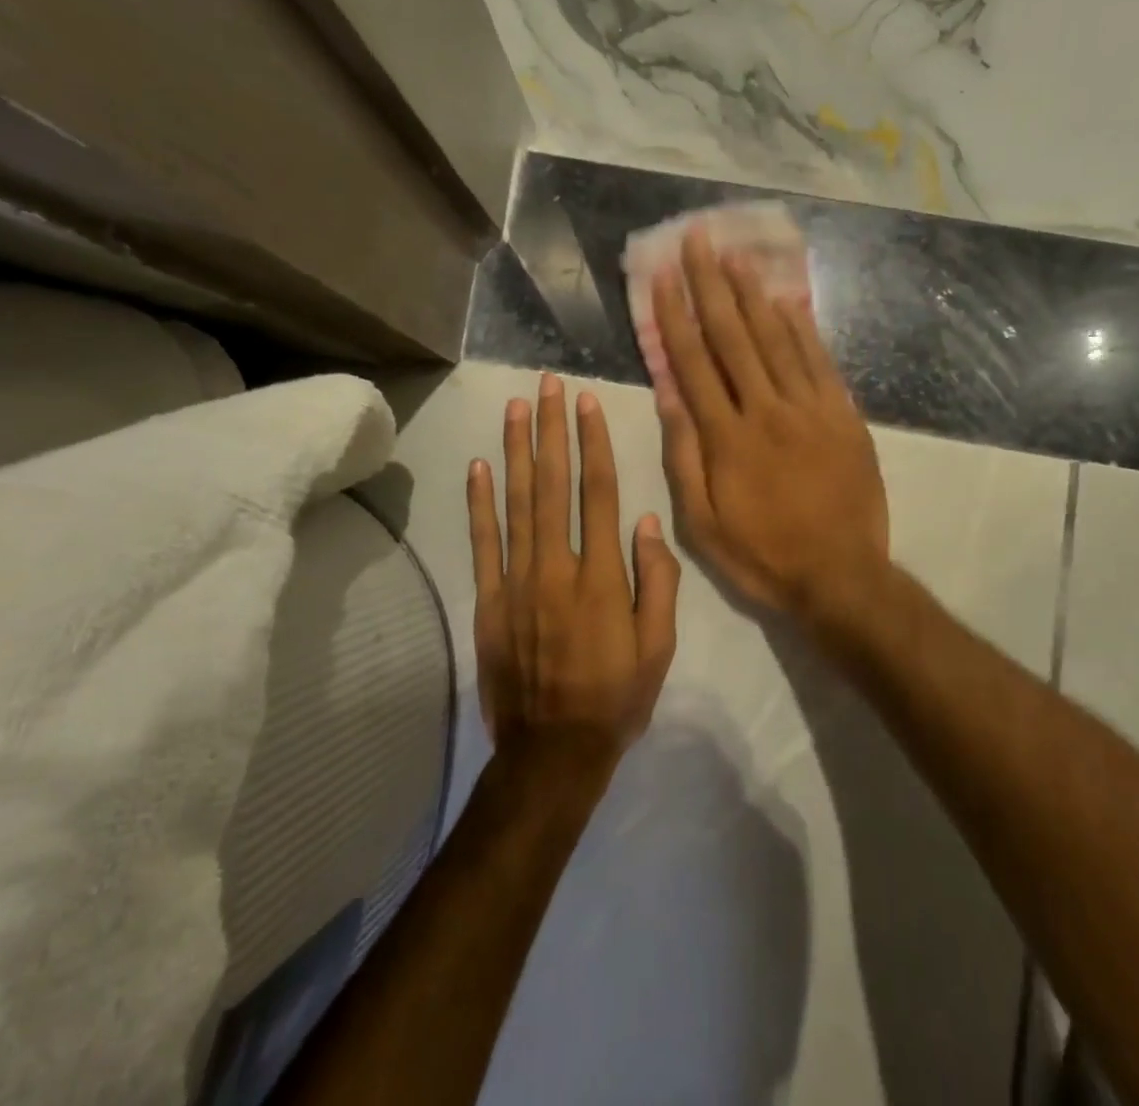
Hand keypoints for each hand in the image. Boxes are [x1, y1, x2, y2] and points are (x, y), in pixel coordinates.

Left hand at [467, 374, 680, 784]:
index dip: (593, 444)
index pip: (599, 493)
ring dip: (516, 451)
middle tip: (548, 386)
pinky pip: (482, 543)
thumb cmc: (616, 697)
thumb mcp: (659, 647)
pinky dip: (479, 503)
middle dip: (552, 430)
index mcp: (602, 576)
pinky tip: (480, 466)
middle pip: (553, 485)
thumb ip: (657, 582)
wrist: (552, 752)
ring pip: (516, 503)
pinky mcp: (487, 601)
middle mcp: (556, 567)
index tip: (588, 405)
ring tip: (515, 408)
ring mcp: (516, 582)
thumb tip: (649, 522)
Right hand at [652, 227, 890, 628]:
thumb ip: (684, 456)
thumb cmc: (763, 555)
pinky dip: (802, 328)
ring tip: (736, 255)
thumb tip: (668, 394)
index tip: (663, 277)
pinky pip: (820, 361)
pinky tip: (787, 300)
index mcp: (727, 438)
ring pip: (777, 339)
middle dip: (711, 286)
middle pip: (734, 337)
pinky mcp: (843, 415)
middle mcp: (767, 410)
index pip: (694, 363)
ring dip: (754, 294)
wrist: (842, 577)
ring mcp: (810, 409)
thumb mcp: (703, 523)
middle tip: (698, 241)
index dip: (676, 316)